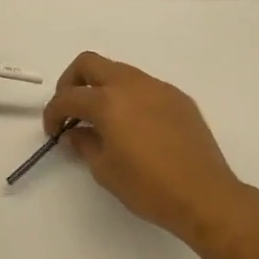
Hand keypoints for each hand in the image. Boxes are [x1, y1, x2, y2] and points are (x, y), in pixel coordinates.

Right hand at [42, 52, 254, 248]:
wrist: (204, 195)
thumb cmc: (148, 187)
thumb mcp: (105, 170)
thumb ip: (84, 144)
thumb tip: (75, 132)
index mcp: (108, 101)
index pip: (68, 96)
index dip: (53, 112)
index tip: (54, 131)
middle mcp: (132, 85)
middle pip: (90, 64)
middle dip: (72, 82)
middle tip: (70, 109)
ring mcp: (158, 88)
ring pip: (119, 71)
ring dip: (103, 87)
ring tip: (102, 119)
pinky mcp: (179, 98)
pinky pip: (145, 87)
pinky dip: (129, 97)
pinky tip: (134, 125)